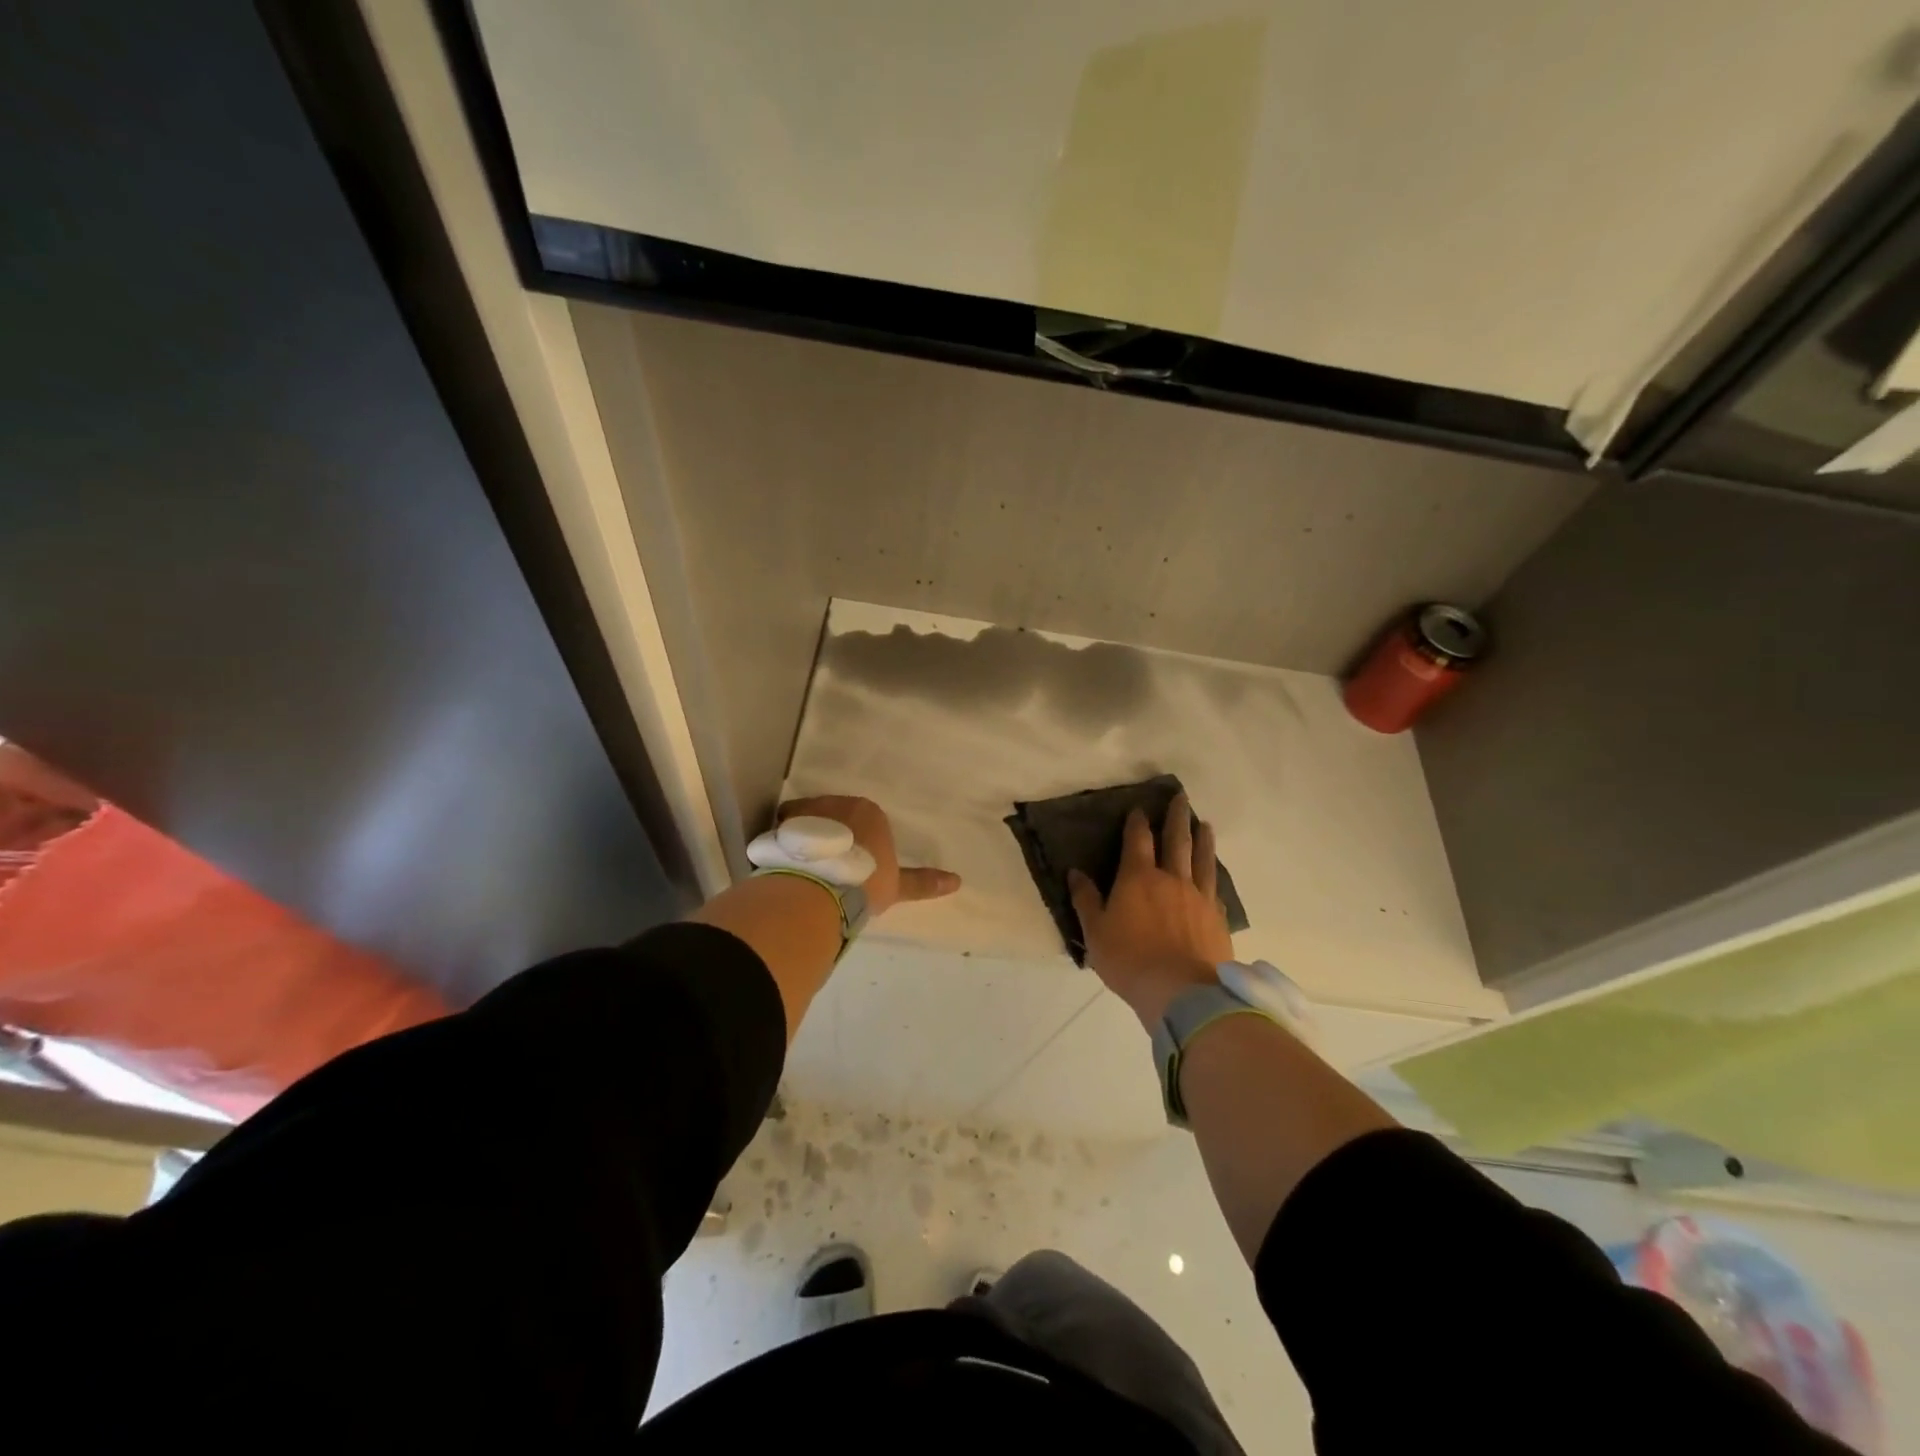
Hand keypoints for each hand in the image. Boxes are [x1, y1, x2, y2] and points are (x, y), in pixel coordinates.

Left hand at [776, 795, 959, 916]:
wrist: (821, 888)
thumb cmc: (865, 882)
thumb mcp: (896, 886)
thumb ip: (922, 882)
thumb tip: (957, 881)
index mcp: (870, 812)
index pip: (864, 822)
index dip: (858, 845)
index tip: (852, 867)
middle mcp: (839, 802)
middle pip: (834, 816)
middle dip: (832, 837)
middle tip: (829, 869)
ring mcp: (808, 810)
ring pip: (807, 821)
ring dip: (807, 839)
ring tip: (804, 870)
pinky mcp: (782, 823)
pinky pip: (784, 831)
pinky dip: (784, 844)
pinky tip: (785, 867)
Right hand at [1069, 793, 1232, 1027]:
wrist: (1182, 991)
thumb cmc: (1130, 960)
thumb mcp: (1095, 932)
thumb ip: (1086, 899)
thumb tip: (1075, 872)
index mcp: (1138, 878)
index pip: (1138, 840)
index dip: (1137, 822)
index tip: (1139, 809)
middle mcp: (1171, 879)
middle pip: (1176, 840)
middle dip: (1176, 817)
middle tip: (1181, 797)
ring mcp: (1199, 897)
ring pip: (1202, 859)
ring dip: (1202, 839)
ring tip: (1205, 824)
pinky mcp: (1217, 917)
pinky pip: (1216, 887)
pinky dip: (1214, 874)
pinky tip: (1215, 874)